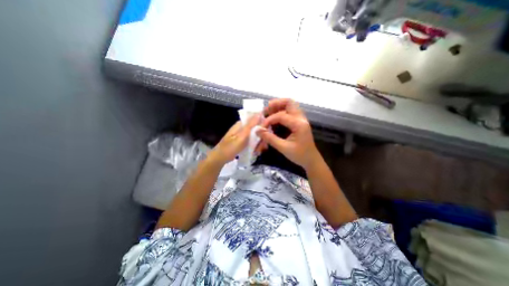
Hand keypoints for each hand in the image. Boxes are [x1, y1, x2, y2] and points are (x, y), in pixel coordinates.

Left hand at [207, 114, 259, 165]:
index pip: (255, 119)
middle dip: (260, 137)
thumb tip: (259, 113)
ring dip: (258, 143)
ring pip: (254, 136)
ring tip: (258, 151)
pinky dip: (254, 146)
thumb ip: (251, 125)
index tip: (266, 133)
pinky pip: (251, 141)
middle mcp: (242, 128)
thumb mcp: (242, 136)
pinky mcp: (242, 142)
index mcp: (241, 124)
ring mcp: (242, 135)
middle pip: (256, 129)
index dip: (262, 125)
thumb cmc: (230, 147)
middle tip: (262, 146)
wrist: (220, 158)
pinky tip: (256, 151)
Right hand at [256, 98, 318, 169]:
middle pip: (289, 102)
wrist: (311, 160)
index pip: (281, 116)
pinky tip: (275, 117)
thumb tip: (257, 131)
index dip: (269, 120)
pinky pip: (290, 111)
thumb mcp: (283, 148)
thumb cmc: (299, 155)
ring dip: (279, 106)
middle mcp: (301, 118)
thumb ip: (270, 138)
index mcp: (299, 124)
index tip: (261, 127)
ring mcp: (301, 119)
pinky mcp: (300, 122)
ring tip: (268, 111)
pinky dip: (282, 111)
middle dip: (276, 104)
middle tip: (265, 110)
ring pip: (290, 105)